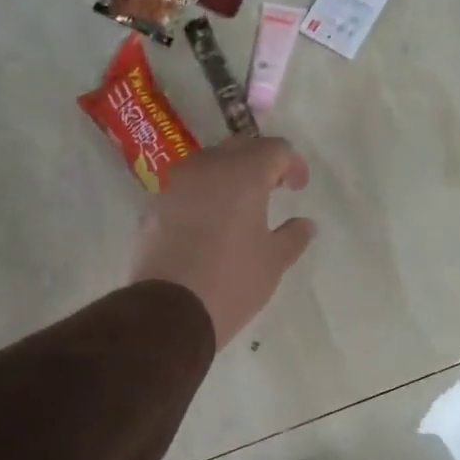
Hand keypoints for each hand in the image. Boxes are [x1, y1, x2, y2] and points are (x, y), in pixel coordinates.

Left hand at [130, 136, 316, 349]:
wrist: (168, 311)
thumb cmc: (232, 282)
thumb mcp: (274, 261)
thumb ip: (294, 236)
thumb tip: (305, 223)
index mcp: (243, 174)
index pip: (275, 149)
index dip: (292, 164)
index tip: (298, 188)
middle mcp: (207, 168)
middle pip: (240, 148)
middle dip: (261, 163)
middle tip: (274, 188)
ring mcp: (175, 184)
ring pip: (209, 163)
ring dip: (229, 175)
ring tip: (240, 204)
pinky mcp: (154, 205)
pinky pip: (186, 186)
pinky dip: (203, 194)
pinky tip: (209, 221)